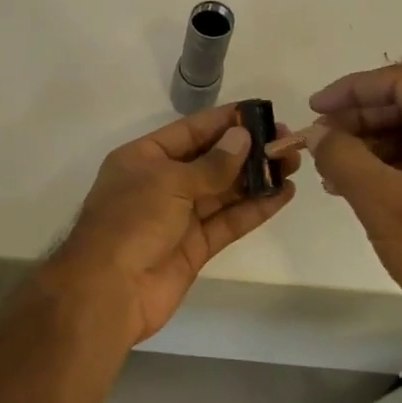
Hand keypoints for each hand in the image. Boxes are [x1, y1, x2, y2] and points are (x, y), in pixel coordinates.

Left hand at [47, 106, 298, 344]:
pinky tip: (282, 194)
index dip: (225, 121)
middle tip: (287, 140)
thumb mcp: (168, 182)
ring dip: (257, 178)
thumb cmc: (131, 222)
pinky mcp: (195, 247)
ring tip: (293, 163)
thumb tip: (242, 138)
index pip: (190, 131)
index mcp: (143, 158)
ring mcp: (178, 217)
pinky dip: (255, 209)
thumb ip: (211, 164)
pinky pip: (228, 221)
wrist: (109, 290)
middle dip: (247, 150)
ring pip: (224, 191)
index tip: (261, 112)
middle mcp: (161, 184)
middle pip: (210, 161)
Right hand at [303, 62, 401, 332]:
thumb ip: (343, 156)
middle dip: (360, 120)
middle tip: (320, 140)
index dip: (352, 90)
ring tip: (332, 168)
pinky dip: (395, 164)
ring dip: (374, 144)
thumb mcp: (382, 202)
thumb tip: (317, 132)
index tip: (314, 109)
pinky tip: (359, 182)